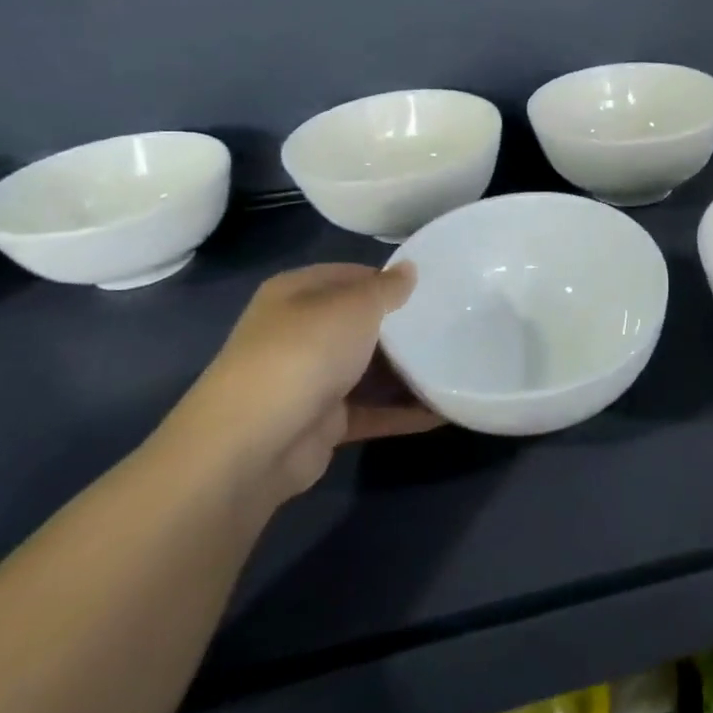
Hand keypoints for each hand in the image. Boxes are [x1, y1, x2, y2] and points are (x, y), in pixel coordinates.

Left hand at [162, 263, 442, 499]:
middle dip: (404, 328)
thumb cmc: (305, 352)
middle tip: (454, 326)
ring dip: (408, 372)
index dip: (390, 280)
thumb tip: (409, 269)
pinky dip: (404, 411)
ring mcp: (311, 380)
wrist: (255, 442)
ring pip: (369, 370)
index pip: (351, 276)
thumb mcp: (354, 306)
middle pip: (362, 325)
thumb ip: (387, 288)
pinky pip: (373, 411)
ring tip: (458, 366)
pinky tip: (444, 409)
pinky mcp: (324, 422)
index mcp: (296, 295)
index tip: (435, 288)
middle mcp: (300, 333)